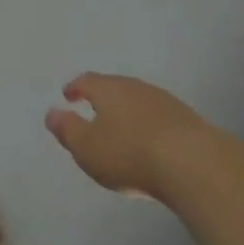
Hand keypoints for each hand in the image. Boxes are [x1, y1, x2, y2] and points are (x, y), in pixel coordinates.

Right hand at [46, 72, 216, 197]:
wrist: (193, 163)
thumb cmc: (129, 154)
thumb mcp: (87, 147)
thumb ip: (67, 129)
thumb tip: (51, 112)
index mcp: (107, 89)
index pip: (86, 81)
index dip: (75, 88)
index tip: (67, 95)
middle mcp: (134, 87)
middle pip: (113, 87)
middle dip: (102, 98)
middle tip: (94, 111)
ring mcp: (163, 101)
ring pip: (138, 100)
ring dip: (128, 111)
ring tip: (123, 127)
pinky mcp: (187, 120)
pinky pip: (159, 117)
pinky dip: (150, 124)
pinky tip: (152, 141)